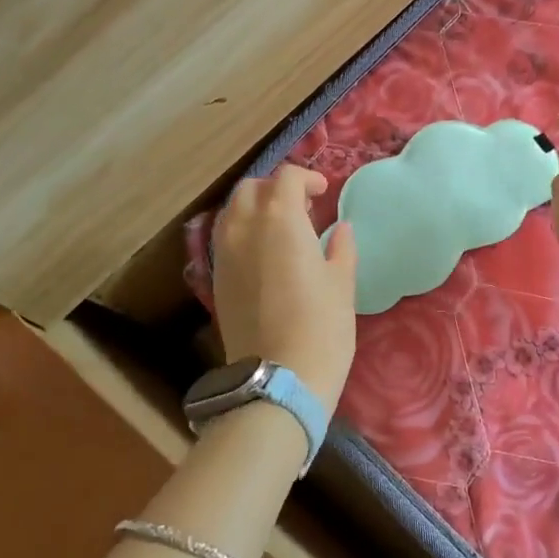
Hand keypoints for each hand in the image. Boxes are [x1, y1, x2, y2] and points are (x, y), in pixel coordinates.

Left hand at [212, 165, 358, 409]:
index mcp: (279, 220)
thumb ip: (341, 248)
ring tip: (282, 229)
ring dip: (256, 208)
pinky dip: (243, 232)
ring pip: (232, 211)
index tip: (323, 193)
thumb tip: (340, 229)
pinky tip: (265, 254)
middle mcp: (244, 228)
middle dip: (276, 189)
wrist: (278, 380)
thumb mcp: (342, 284)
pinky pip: (225, 238)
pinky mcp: (216, 280)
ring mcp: (224, 254)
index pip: (286, 178)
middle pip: (252, 188)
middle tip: (302, 207)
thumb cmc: (321, 327)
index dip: (307, 178)